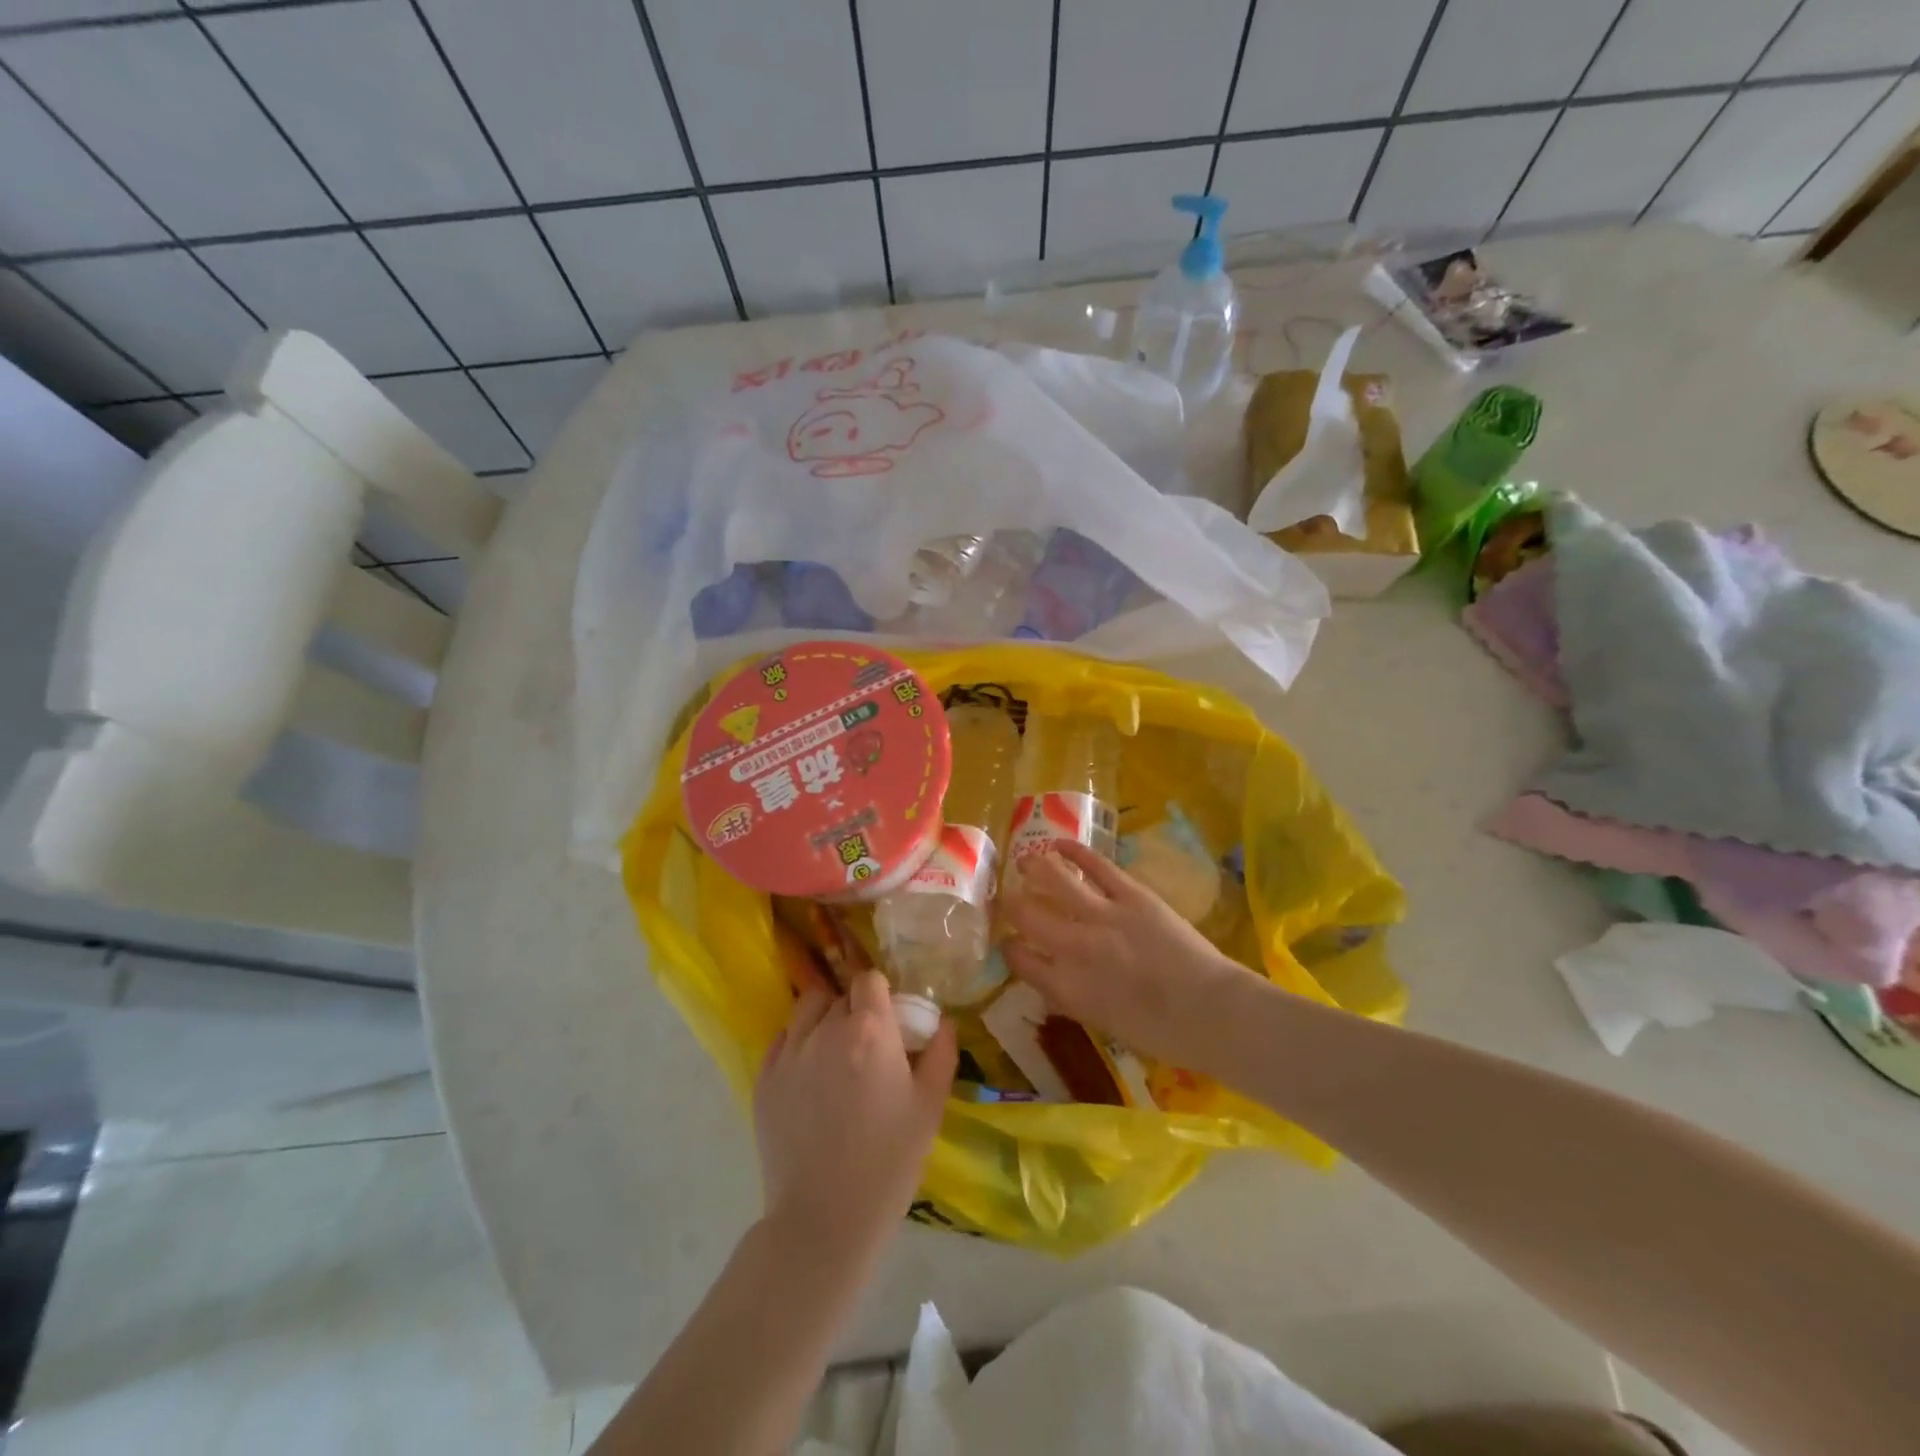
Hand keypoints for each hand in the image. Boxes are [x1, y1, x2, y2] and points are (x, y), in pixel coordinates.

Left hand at [753, 971, 956, 1270]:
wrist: (824, 1220)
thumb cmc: (889, 1162)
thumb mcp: (930, 1107)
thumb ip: (940, 1054)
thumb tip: (943, 1022)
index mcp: (870, 1030)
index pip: (869, 979)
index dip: (880, 993)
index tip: (889, 1017)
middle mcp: (826, 1029)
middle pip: (840, 995)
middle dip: (855, 1010)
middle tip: (867, 1046)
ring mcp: (789, 1052)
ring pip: (807, 1010)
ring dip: (823, 1018)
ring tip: (834, 1052)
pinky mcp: (764, 1078)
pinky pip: (782, 1040)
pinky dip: (798, 1045)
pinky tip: (809, 1077)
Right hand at [1001, 840, 1243, 1064]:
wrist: (1210, 1012)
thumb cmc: (1159, 1033)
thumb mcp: (1102, 1022)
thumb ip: (1071, 996)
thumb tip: (1053, 979)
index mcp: (1065, 986)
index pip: (1019, 959)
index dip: (1008, 946)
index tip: (1008, 940)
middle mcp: (1073, 947)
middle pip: (1026, 915)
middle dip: (1010, 904)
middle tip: (1007, 897)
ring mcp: (1102, 915)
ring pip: (1054, 879)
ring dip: (1034, 867)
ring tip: (1025, 861)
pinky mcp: (1131, 894)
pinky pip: (1095, 865)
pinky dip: (1074, 851)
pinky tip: (1059, 844)